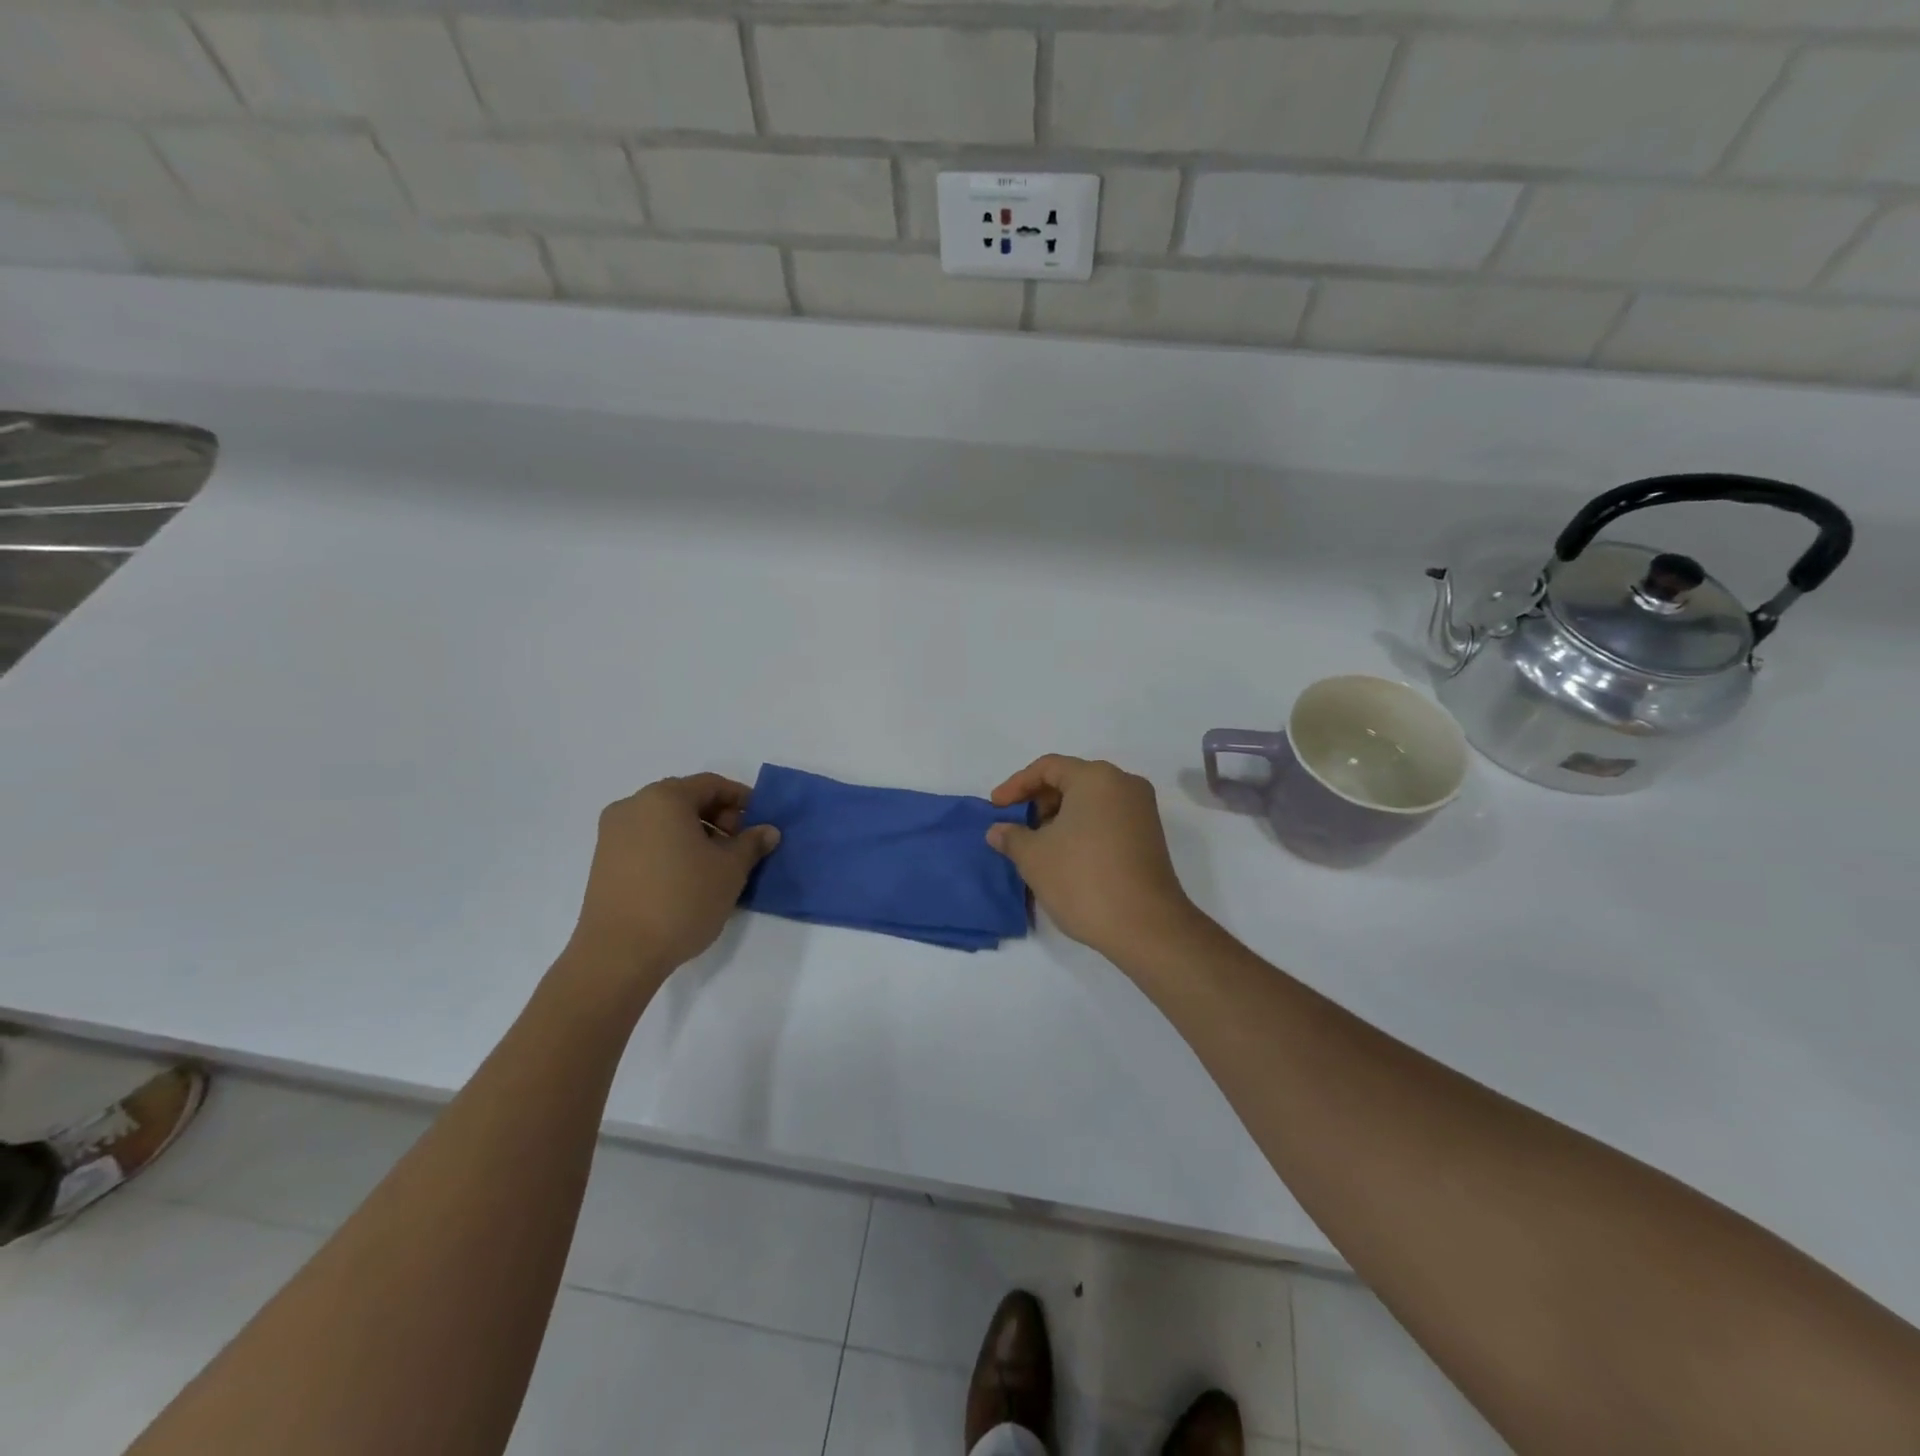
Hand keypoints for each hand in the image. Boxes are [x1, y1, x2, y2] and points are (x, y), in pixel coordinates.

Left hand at [568, 774, 779, 981]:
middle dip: (718, 817)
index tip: (760, 820)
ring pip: (665, 821)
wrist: (619, 953)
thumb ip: (752, 844)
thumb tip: (768, 831)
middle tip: (740, 845)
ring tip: (717, 865)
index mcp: (664, 798)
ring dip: (695, 834)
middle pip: (685, 799)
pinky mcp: (604, 861)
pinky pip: (647, 841)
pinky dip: (672, 848)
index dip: (741, 799)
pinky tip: (688, 877)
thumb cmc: (682, 900)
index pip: (711, 784)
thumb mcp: (730, 871)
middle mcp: (633, 807)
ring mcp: (612, 834)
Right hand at [985, 756, 1198, 961]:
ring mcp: (1141, 811)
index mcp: (1096, 778)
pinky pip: (1107, 819)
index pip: (1048, 768)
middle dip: (1038, 801)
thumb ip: (1011, 837)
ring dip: (1059, 817)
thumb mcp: (1034, 857)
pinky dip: (1081, 829)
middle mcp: (1124, 784)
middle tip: (1016, 827)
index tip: (996, 809)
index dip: (1016, 785)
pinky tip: (1065, 856)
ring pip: (1090, 802)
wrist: (1145, 926)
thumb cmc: (1083, 880)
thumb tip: (998, 830)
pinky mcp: (1149, 836)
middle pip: (1071, 780)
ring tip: (1037, 845)